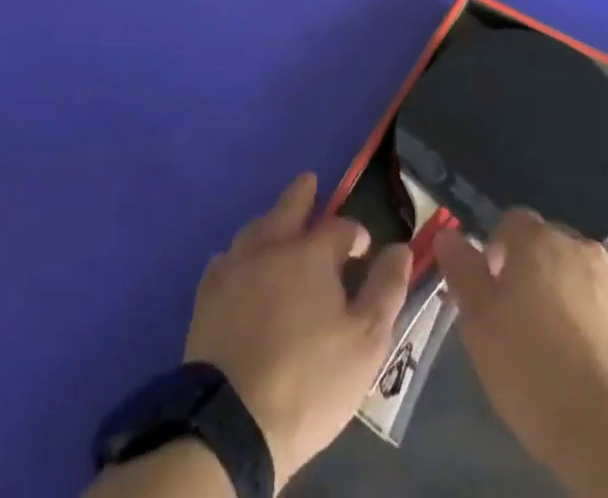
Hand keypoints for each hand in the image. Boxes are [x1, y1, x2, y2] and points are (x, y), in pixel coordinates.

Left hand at [186, 173, 411, 488]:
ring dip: (270, 222)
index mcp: (311, 253)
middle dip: (303, 194)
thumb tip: (400, 248)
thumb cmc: (309, 381)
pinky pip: (224, 260)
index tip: (364, 247)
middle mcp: (271, 246)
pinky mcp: (207, 296)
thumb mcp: (366, 342)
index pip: (340, 227)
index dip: (356, 233)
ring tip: (278, 225)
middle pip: (288, 206)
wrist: (232, 424)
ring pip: (255, 228)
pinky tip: (239, 266)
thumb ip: (386, 289)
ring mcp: (234, 268)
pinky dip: (237, 256)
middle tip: (310, 183)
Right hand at [433, 209, 607, 473]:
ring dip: (567, 296)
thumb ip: (463, 272)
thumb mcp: (479, 325)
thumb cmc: (532, 371)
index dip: (497, 250)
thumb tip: (448, 234)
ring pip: (582, 276)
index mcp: (538, 242)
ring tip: (557, 348)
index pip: (512, 221)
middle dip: (534, 272)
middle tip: (520, 321)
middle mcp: (580, 248)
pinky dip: (598, 325)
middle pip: (549, 246)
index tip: (492, 290)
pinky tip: (590, 367)